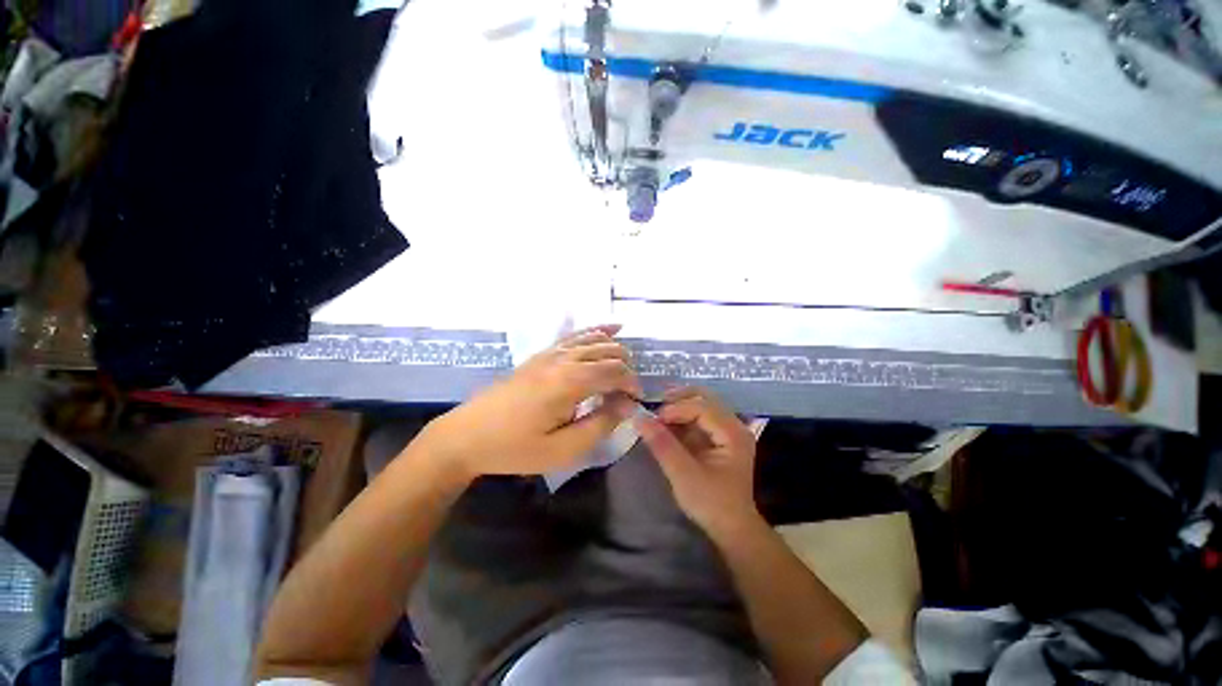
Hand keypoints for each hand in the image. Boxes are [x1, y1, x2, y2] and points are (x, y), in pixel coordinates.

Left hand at [421, 325, 641, 480]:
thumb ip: (600, 425)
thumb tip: (627, 406)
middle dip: (626, 368)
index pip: (615, 372)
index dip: (632, 385)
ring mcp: (550, 352)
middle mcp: (563, 359)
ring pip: (594, 339)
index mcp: (570, 382)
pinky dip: (596, 331)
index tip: (636, 402)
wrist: (467, 435)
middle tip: (627, 392)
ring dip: (615, 349)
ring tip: (626, 365)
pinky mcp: (542, 354)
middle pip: (608, 352)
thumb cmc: (515, 448)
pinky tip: (609, 329)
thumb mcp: (561, 450)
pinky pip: (575, 336)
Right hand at [636, 387, 760, 537]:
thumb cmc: (711, 503)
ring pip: (701, 405)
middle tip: (654, 404)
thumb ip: (663, 445)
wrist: (731, 529)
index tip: (653, 419)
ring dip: (678, 406)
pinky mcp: (718, 438)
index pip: (703, 407)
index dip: (676, 409)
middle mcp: (734, 426)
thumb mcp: (683, 475)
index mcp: (733, 434)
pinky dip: (681, 418)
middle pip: (705, 398)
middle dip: (678, 399)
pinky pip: (698, 418)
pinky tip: (665, 423)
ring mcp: (727, 431)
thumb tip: (639, 419)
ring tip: (656, 413)